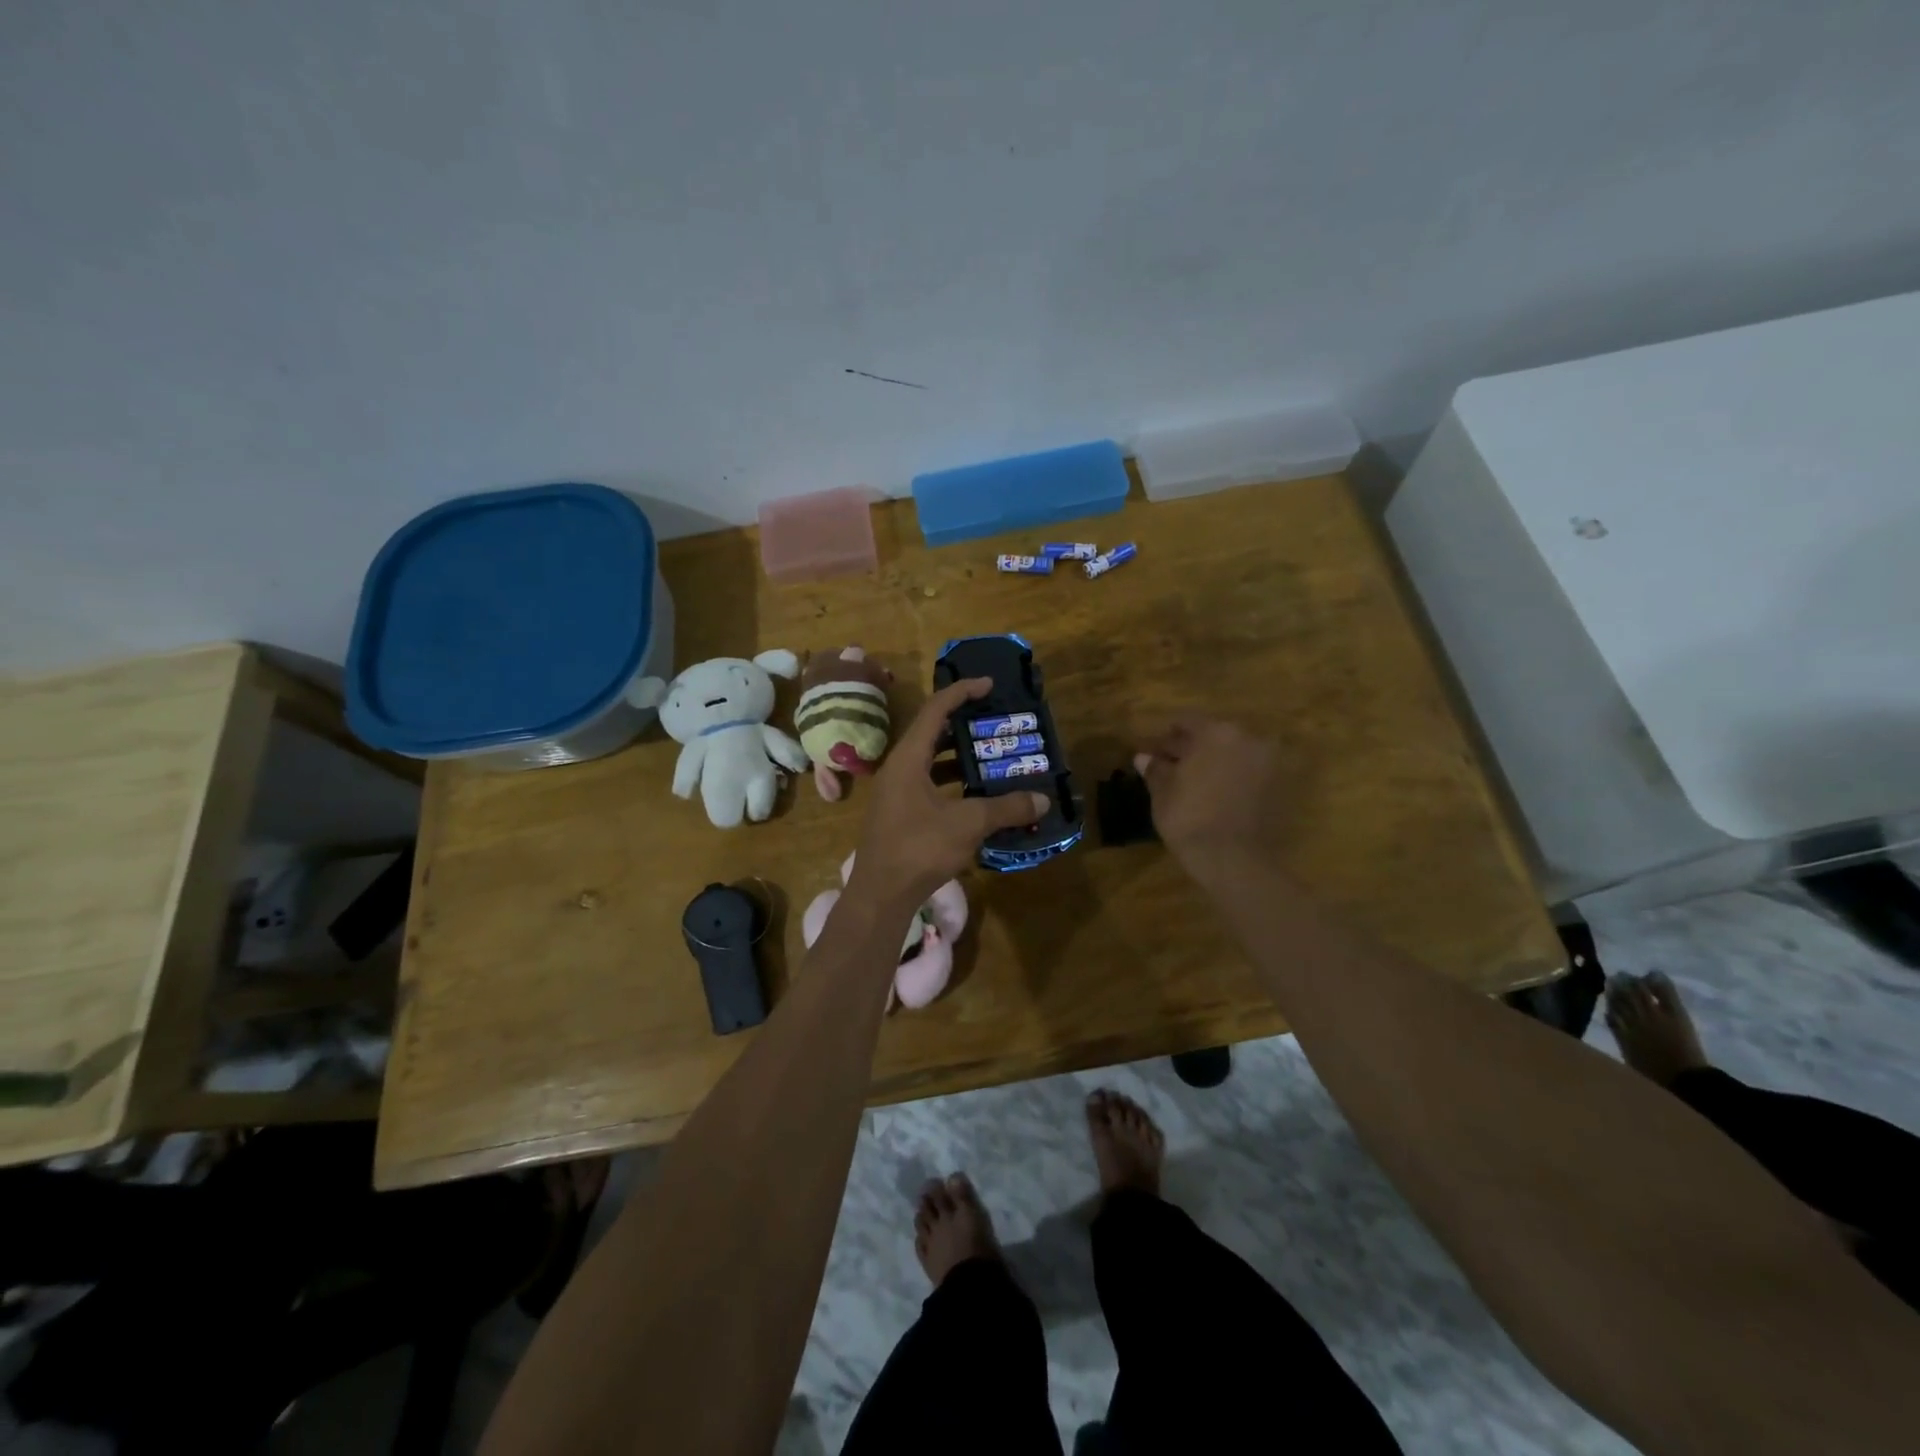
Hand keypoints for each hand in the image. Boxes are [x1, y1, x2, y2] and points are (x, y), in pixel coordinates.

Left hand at [848, 678, 1049, 905]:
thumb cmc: (919, 848)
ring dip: (958, 757)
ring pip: (929, 762)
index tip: (989, 685)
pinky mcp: (898, 814)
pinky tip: (975, 795)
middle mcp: (898, 769)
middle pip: (931, 734)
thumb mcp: (968, 824)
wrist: (880, 894)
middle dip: (963, 725)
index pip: (935, 710)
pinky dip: (951, 783)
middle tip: (995, 723)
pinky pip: (927, 784)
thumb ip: (1006, 808)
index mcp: (908, 758)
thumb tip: (1043, 800)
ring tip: (991, 756)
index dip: (962, 692)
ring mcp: (895, 793)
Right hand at [1134, 716, 1278, 875]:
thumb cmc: (1189, 817)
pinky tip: (1211, 794)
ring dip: (1211, 763)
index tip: (1152, 751)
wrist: (1233, 859)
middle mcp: (1247, 738)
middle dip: (1190, 748)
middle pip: (1212, 735)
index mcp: (1216, 732)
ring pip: (1231, 754)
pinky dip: (1229, 777)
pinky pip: (1246, 772)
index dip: (1165, 736)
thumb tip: (1143, 757)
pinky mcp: (1277, 787)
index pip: (1185, 721)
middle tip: (1168, 766)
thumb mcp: (1163, 791)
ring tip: (1189, 783)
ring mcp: (1266, 762)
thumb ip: (1155, 769)